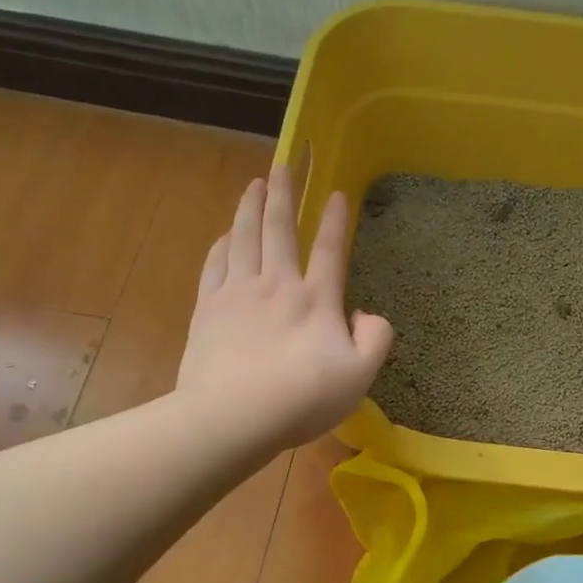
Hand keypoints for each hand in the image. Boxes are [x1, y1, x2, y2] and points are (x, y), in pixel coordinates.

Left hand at [176, 162, 392, 449]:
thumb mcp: (359, 376)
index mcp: (316, 300)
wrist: (232, 417)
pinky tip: (224, 235)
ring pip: (244, 238)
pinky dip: (222, 244)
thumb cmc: (302, 398)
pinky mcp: (207, 310)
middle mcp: (277, 285)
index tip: (337, 193)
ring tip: (254, 184)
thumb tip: (366, 314)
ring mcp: (237, 294)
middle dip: (284, 195)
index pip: (330, 250)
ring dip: (250, 207)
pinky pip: (215, 265)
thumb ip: (375, 339)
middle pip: (280, 230)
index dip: (336, 220)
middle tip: (284, 165)